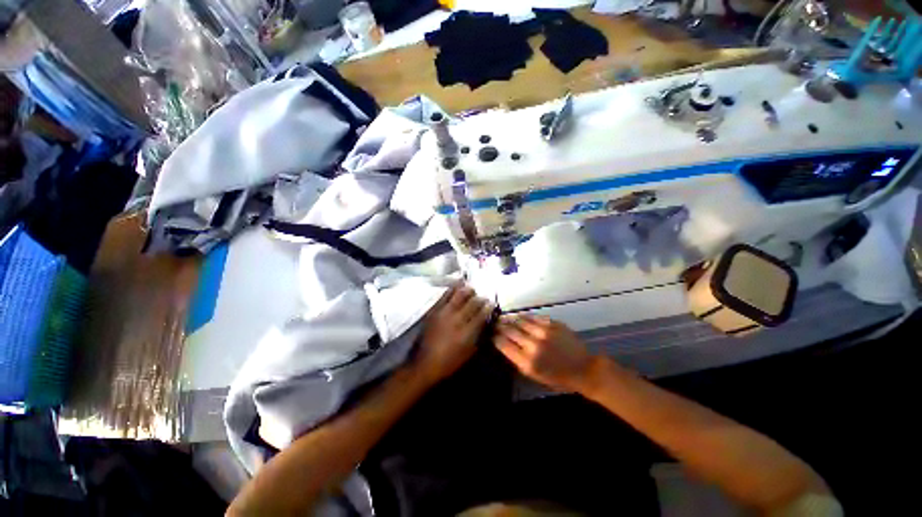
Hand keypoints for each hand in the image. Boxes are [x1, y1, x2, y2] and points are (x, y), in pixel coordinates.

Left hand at [413, 284, 493, 383]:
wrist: (424, 363)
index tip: (492, 303)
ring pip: (459, 295)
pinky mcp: (435, 310)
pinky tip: (458, 283)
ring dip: (468, 290)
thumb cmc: (449, 362)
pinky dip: (453, 288)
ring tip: (472, 288)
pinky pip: (445, 295)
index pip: (481, 314)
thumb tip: (486, 323)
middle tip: (483, 296)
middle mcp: (457, 319)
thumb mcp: (469, 353)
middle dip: (480, 298)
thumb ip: (479, 336)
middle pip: (472, 303)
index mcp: (467, 332)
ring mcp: (445, 313)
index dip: (488, 307)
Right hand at [494, 315, 594, 392]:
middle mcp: (533, 345)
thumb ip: (517, 359)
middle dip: (500, 326)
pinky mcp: (552, 324)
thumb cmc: (557, 377)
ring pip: (520, 320)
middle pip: (509, 330)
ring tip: (505, 318)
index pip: (503, 344)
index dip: (495, 337)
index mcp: (527, 362)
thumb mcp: (534, 375)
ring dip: (510, 319)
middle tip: (495, 323)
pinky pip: (533, 317)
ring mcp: (544, 332)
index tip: (491, 334)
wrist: (583, 369)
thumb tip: (503, 343)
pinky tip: (520, 317)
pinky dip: (524, 316)